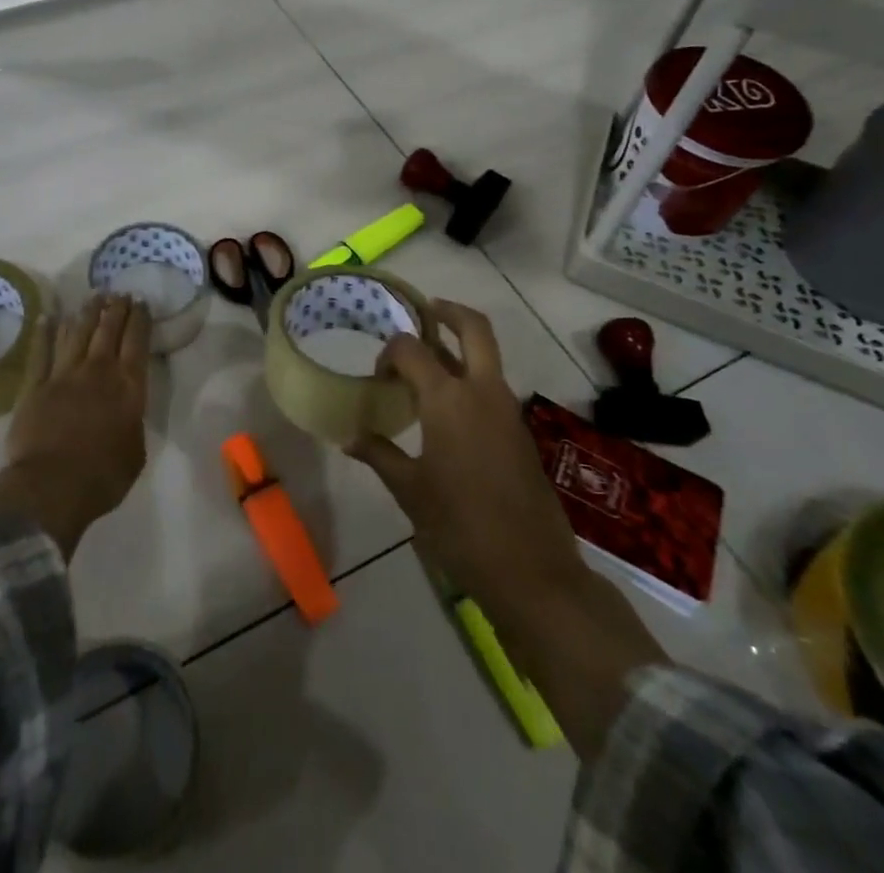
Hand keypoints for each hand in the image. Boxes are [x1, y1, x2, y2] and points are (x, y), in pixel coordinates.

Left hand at [0, 294, 151, 558]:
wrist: (51, 487)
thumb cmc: (103, 476)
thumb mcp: (136, 452)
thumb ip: (132, 423)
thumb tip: (125, 412)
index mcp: (128, 387)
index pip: (137, 342)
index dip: (140, 319)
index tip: (141, 302)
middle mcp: (97, 371)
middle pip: (108, 330)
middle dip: (115, 309)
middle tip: (119, 293)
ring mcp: (63, 375)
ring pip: (76, 333)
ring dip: (86, 313)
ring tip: (93, 298)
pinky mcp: (34, 386)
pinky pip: (40, 351)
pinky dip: (45, 332)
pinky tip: (49, 316)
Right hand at [351, 299, 670, 760]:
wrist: (533, 572)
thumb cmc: (460, 527)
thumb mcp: (409, 491)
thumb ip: (379, 454)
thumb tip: (350, 437)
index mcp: (449, 399)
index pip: (412, 348)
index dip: (389, 352)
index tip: (377, 375)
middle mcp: (483, 391)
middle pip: (474, 328)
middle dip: (448, 311)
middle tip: (423, 311)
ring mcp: (508, 409)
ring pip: (486, 356)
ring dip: (460, 345)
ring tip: (427, 360)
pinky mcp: (520, 431)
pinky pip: (493, 386)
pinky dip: (471, 376)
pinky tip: (447, 406)